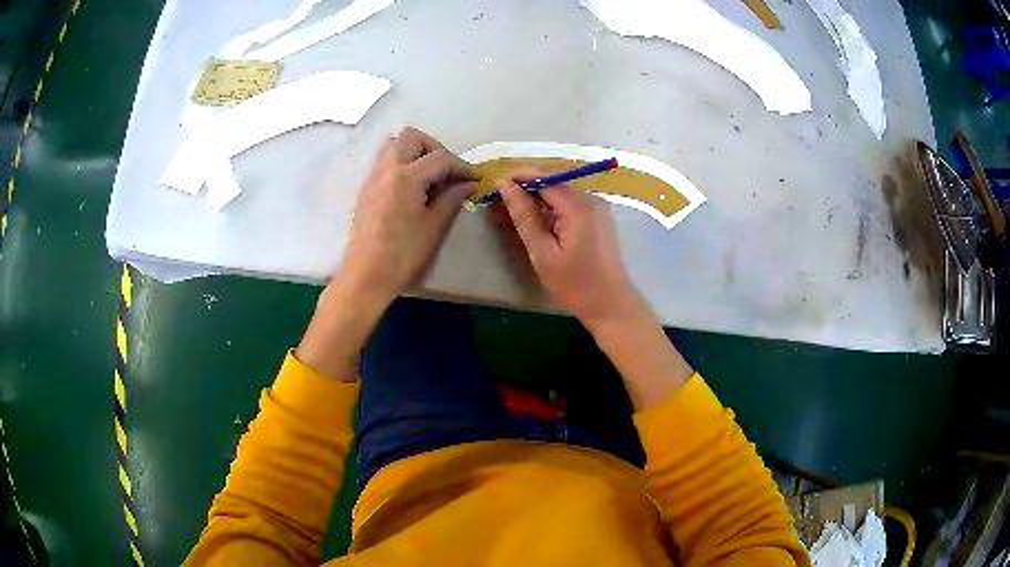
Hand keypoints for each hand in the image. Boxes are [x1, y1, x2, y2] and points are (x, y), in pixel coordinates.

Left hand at [338, 127, 475, 302]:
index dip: (461, 166)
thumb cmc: (403, 254)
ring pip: (393, 146)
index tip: (475, 178)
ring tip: (429, 178)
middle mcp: (386, 169)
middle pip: (410, 137)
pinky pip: (384, 163)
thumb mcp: (434, 227)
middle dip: (433, 147)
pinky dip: (402, 165)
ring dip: (415, 153)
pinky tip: (413, 190)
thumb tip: (469, 184)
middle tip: (447, 171)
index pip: (440, 158)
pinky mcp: (366, 190)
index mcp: (406, 176)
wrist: (365, 276)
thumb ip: (452, 198)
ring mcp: (373, 178)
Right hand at [497, 171, 692, 408]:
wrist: (611, 304)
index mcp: (579, 207)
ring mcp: (597, 206)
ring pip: (561, 190)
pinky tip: (537, 220)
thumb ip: (524, 216)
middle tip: (501, 200)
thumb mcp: (543, 253)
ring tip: (514, 210)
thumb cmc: (575, 284)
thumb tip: (504, 186)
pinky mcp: (598, 215)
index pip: (544, 177)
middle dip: (526, 186)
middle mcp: (591, 198)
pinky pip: (570, 202)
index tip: (495, 185)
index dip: (519, 177)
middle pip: (553, 180)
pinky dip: (551, 206)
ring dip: (538, 197)